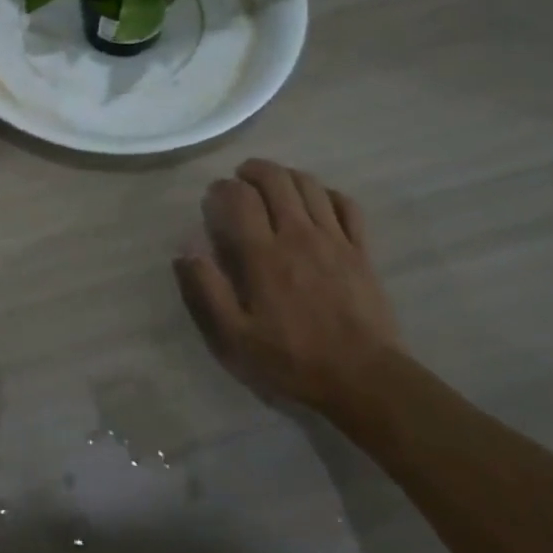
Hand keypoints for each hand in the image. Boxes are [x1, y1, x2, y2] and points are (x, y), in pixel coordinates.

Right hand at [174, 158, 401, 416]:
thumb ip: (207, 290)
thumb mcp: (235, 337)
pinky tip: (316, 204)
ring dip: (286, 176)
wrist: (367, 382)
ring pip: (309, 185)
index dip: (222, 188)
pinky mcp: (361, 251)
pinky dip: (327, 194)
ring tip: (272, 186)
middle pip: (276, 179)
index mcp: (264, 254)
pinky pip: (346, 205)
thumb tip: (185, 250)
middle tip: (240, 181)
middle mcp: (298, 236)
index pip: (240, 196)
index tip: (213, 198)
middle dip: (253, 171)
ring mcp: (335, 240)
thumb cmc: (294, 360)